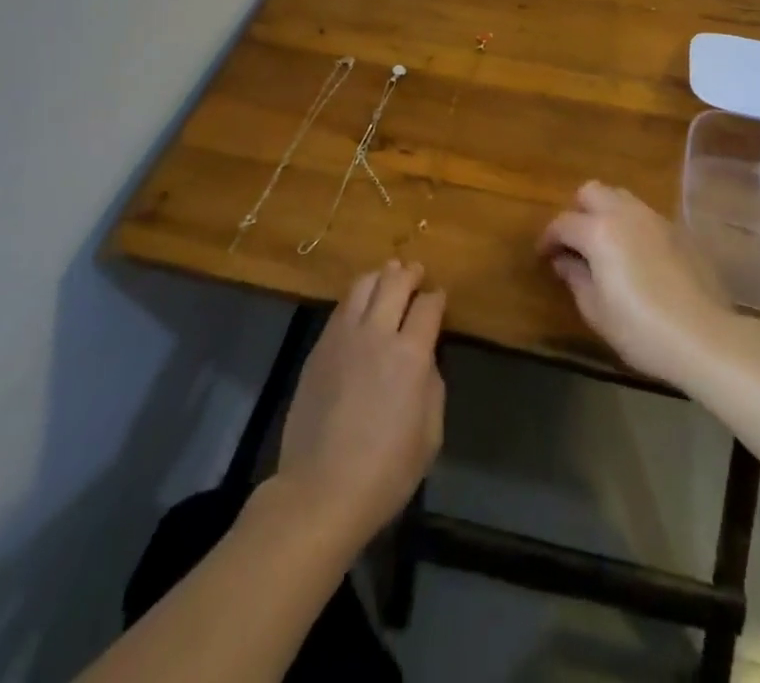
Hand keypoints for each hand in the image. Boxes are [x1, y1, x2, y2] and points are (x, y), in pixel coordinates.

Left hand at [274, 260, 445, 547]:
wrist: (322, 489)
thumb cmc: (386, 471)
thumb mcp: (430, 434)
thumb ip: (432, 385)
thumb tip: (425, 358)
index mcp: (410, 354)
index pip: (428, 306)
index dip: (437, 297)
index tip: (439, 297)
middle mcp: (376, 333)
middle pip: (394, 282)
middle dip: (409, 273)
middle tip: (416, 271)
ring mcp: (343, 336)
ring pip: (363, 285)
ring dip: (380, 276)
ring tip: (388, 276)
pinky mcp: (319, 347)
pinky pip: (341, 307)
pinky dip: (356, 297)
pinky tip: (361, 303)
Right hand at [538, 181, 737, 382]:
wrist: (706, 337)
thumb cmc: (642, 328)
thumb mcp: (596, 310)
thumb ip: (575, 278)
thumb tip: (564, 261)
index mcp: (599, 231)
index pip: (563, 223)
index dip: (548, 238)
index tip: (544, 255)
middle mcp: (625, 214)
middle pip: (592, 192)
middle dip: (577, 210)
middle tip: (575, 241)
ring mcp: (656, 219)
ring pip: (621, 197)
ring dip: (606, 213)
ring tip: (605, 244)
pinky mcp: (680, 231)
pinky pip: (646, 216)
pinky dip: (632, 226)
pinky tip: (637, 255)